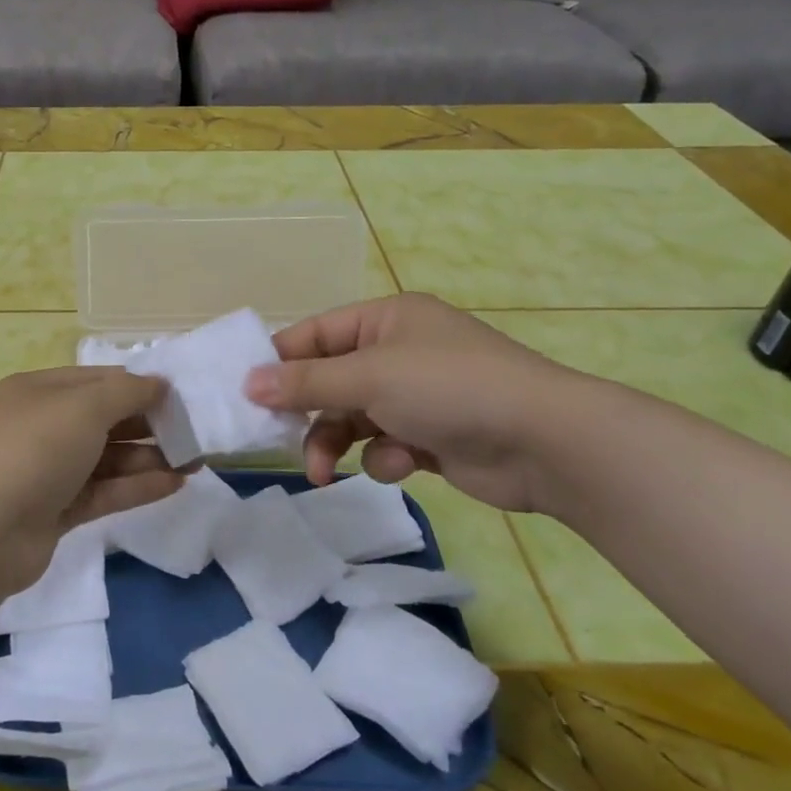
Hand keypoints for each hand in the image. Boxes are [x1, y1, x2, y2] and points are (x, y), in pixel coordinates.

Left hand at [0, 367, 182, 593]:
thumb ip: (127, 393)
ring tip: (195, 462)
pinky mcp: (56, 509)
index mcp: (36, 391)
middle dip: (149, 425)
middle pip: (103, 419)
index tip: (179, 396)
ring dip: (149, 458)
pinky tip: (175, 485)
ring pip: (106, 458)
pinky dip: (136, 486)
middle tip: (194, 434)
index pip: (96, 380)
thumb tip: (159, 384)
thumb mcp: (83, 408)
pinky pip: (103, 490)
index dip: (138, 385)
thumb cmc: (34, 451)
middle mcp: (40, 426)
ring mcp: (47, 470)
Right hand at [245, 292, 576, 513]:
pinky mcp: (432, 436)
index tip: (246, 394)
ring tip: (325, 471)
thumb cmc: (449, 388)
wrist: (544, 442)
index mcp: (386, 319)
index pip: (316, 334)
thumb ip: (305, 382)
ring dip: (335, 442)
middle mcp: (399, 351)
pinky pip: (385, 443)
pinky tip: (400, 464)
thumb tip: (248, 383)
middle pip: (331, 380)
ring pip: (353, 417)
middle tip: (278, 440)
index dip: (280, 362)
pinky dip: (384, 457)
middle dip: (308, 412)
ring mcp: (417, 395)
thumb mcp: (369, 377)